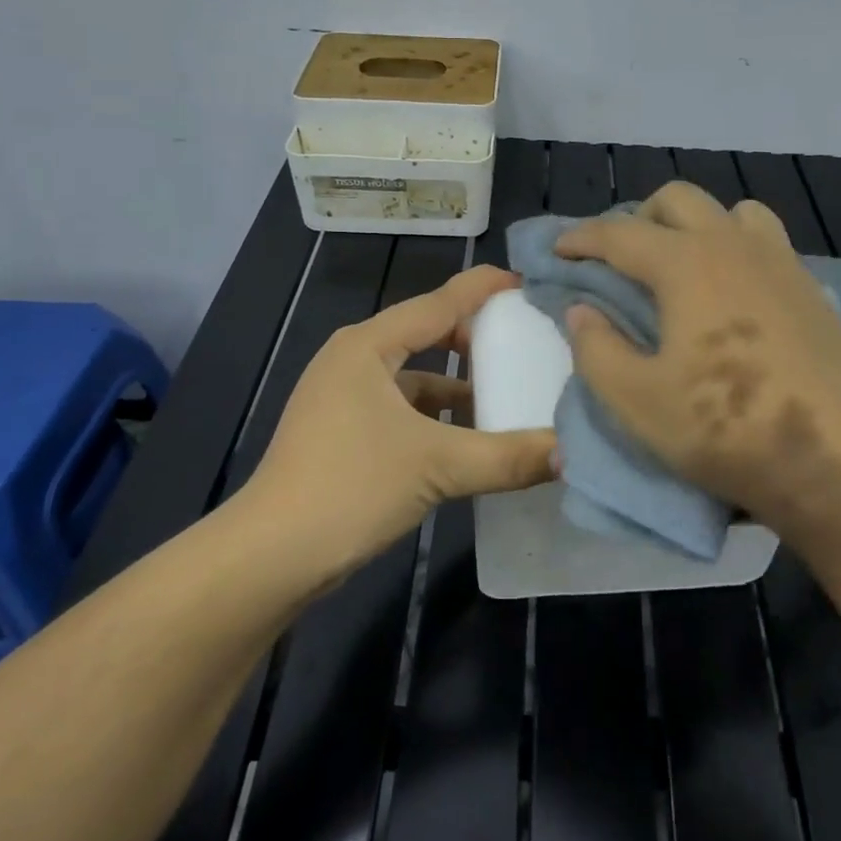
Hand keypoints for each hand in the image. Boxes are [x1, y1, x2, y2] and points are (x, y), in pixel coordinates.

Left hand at [237, 266, 556, 581]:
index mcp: (369, 345)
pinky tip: (468, 438)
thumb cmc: (351, 487)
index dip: (484, 289)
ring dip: (458, 382)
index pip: (439, 301)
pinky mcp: (344, 432)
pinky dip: (437, 415)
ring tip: (507, 393)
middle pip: (426, 332)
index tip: (529, 283)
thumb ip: (508, 457)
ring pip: (415, 374)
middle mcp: (354, 359)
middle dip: (475, 336)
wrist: (269, 558)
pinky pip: (403, 407)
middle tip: (526, 341)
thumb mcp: (438, 467)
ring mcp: (344, 397)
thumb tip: (571, 453)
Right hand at [556, 183, 840, 557]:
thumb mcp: (636, 399)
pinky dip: (735, 247)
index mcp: (686, 264)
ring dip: (696, 225)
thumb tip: (582, 311)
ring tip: (680, 266)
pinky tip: (731, 292)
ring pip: (731, 211)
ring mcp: (778, 262)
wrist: (829, 457)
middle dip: (638, 218)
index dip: (581, 239)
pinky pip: (765, 241)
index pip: (620, 233)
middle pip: (677, 199)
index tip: (558, 251)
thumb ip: (596, 348)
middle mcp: (732, 245)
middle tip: (619, 260)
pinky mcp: (809, 287)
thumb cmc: (723, 427)